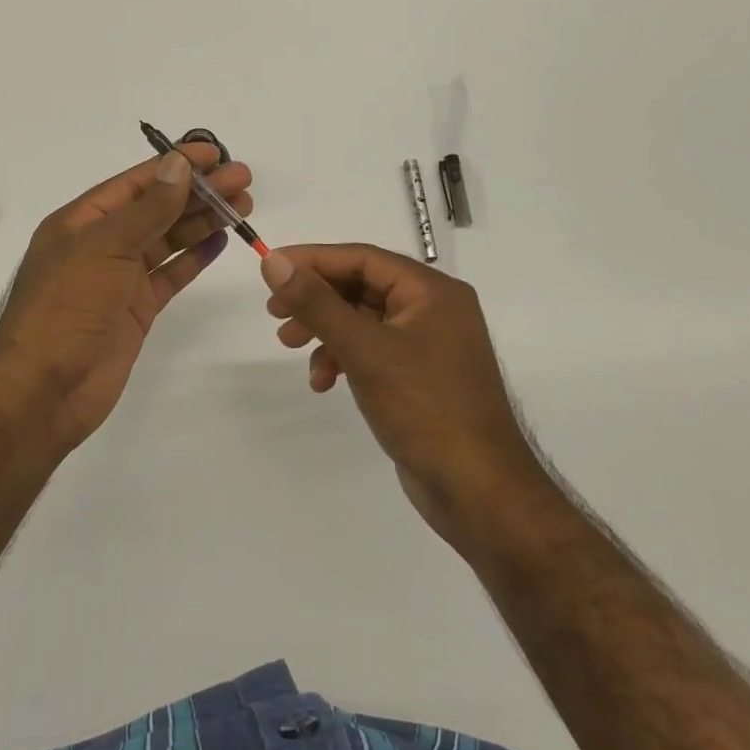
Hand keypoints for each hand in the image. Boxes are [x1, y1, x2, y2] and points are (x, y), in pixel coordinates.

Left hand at [0, 143, 252, 456]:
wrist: (44, 391)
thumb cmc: (66, 308)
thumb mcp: (104, 248)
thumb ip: (147, 209)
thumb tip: (178, 165)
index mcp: (83, 221)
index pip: (137, 183)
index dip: (176, 166)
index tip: (215, 154)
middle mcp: (102, 244)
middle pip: (157, 208)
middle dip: (199, 192)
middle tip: (244, 181)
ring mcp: (119, 278)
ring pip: (167, 239)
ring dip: (202, 220)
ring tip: (244, 206)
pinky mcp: (135, 309)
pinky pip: (170, 275)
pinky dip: (194, 257)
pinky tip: (221, 241)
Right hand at [260, 244, 544, 545]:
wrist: (477, 490)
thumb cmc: (425, 408)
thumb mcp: (365, 349)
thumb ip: (317, 303)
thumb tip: (273, 262)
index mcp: (432, 291)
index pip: (363, 258)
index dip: (313, 260)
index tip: (271, 268)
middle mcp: (433, 309)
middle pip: (362, 287)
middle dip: (317, 299)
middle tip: (275, 312)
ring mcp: (428, 345)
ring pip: (363, 321)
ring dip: (325, 331)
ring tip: (290, 345)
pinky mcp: (419, 377)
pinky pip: (372, 351)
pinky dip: (343, 358)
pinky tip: (323, 381)